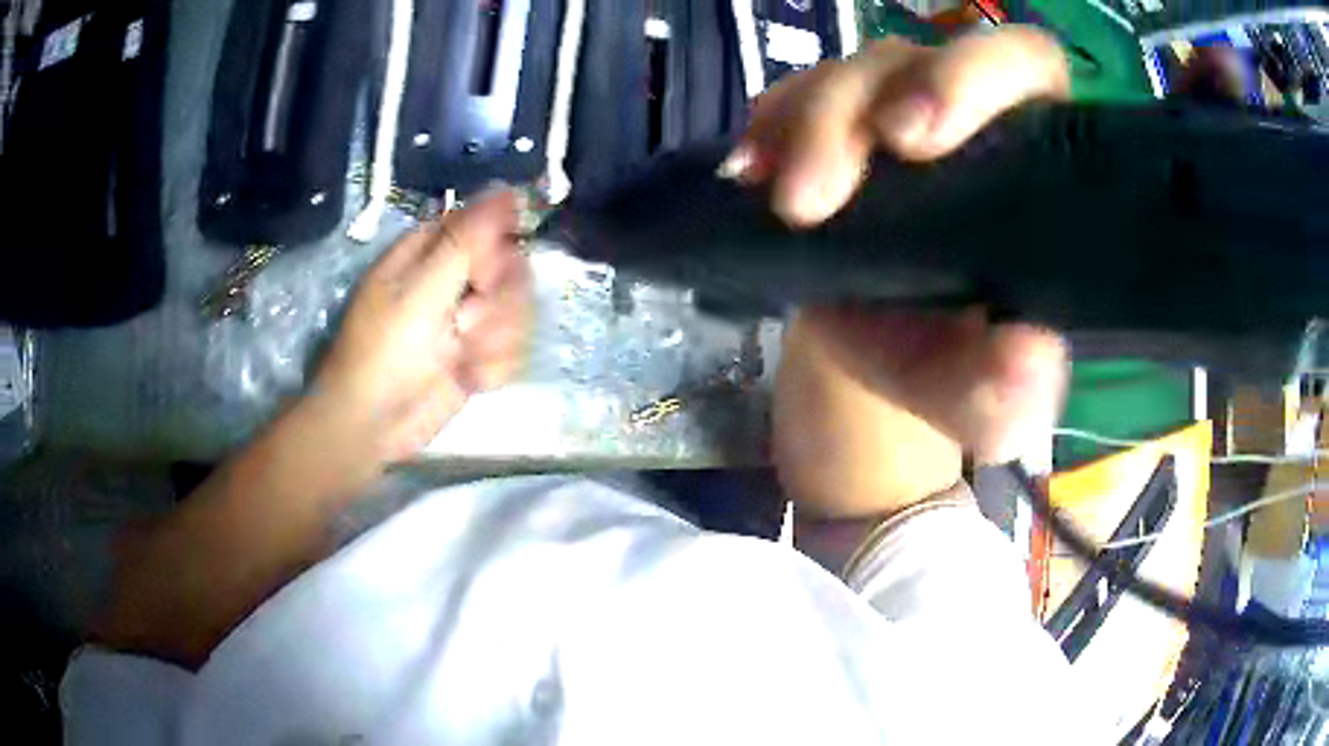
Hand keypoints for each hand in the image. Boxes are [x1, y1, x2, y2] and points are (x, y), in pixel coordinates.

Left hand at [312, 189, 531, 465]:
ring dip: (498, 340)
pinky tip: (471, 380)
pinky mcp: (478, 356)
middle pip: (510, 269)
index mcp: (430, 252)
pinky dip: (495, 367)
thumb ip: (466, 241)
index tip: (486, 276)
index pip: (485, 225)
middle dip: (500, 303)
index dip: (496, 247)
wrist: (372, 426)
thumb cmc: (384, 353)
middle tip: (471, 324)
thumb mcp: (421, 292)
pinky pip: (513, 348)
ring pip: (518, 311)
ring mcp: (466, 320)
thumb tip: (505, 189)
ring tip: (465, 361)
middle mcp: (452, 280)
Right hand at [743, 29, 1070, 519]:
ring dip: (808, 127)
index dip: (977, 74)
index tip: (918, 139)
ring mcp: (888, 112)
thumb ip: (1014, 393)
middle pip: (916, 54)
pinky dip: (766, 131)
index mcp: (1031, 157)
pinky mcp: (826, 127)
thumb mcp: (989, 403)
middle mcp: (963, 116)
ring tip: (790, 207)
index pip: (1025, 64)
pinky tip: (748, 176)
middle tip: (828, 185)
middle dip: (865, 99)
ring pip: (845, 73)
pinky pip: (786, 100)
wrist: (884, 355)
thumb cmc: (954, 367)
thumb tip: (1024, 358)